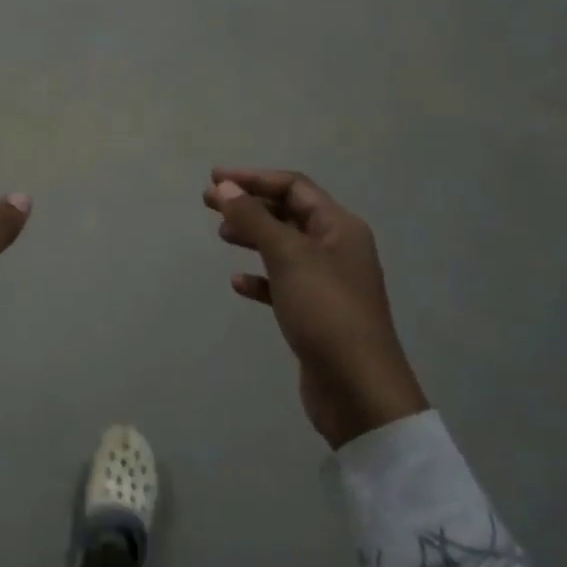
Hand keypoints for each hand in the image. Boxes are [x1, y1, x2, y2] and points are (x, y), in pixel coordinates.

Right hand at [204, 168, 426, 448]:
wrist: (357, 387)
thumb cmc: (325, 311)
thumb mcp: (288, 256)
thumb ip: (255, 219)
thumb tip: (225, 186)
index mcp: (339, 227)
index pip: (293, 187)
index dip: (253, 178)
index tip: (214, 180)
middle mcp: (337, 248)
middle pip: (288, 214)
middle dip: (250, 204)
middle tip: (209, 204)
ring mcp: (327, 282)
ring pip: (284, 247)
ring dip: (253, 236)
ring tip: (222, 236)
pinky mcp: (315, 312)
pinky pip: (283, 283)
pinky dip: (260, 278)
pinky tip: (238, 282)